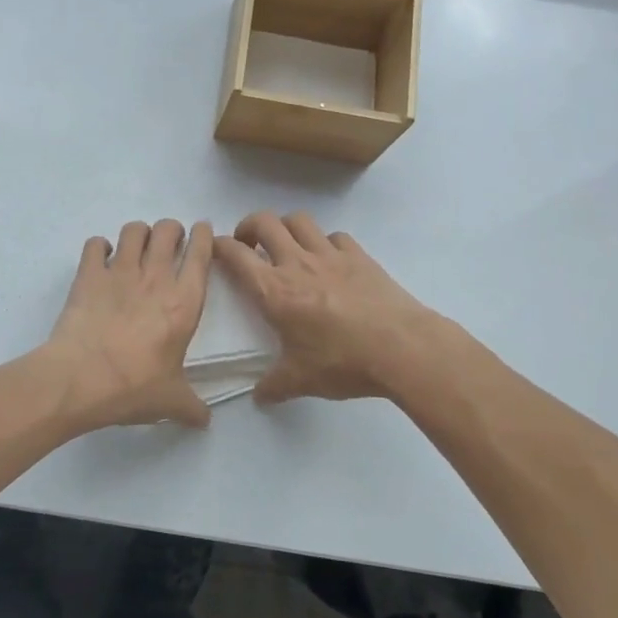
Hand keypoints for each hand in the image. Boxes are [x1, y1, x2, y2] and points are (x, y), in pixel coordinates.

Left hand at [45, 219, 213, 430]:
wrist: (79, 380)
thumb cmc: (133, 388)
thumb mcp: (170, 401)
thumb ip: (192, 407)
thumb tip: (205, 420)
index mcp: (184, 303)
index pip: (200, 254)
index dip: (203, 236)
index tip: (201, 232)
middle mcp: (155, 278)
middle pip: (168, 230)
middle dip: (171, 230)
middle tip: (169, 242)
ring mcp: (120, 272)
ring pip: (134, 230)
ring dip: (139, 233)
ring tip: (137, 247)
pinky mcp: (88, 275)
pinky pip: (96, 244)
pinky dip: (100, 246)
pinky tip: (101, 258)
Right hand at [215, 211, 443, 402]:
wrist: (402, 348)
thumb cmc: (343, 362)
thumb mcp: (301, 380)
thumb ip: (274, 386)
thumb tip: (259, 397)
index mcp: (274, 291)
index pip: (236, 255)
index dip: (219, 246)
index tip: (215, 249)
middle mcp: (297, 263)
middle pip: (264, 222)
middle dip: (249, 226)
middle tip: (248, 244)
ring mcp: (330, 255)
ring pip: (299, 220)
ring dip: (285, 226)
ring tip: (286, 244)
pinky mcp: (359, 256)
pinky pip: (335, 236)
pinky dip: (325, 242)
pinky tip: (329, 260)